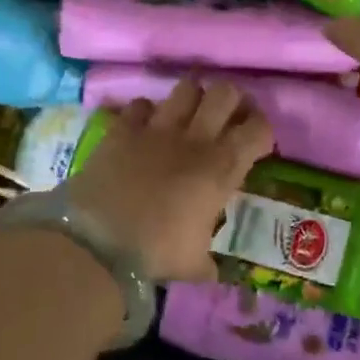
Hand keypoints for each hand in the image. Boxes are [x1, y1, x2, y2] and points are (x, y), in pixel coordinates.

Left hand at [61, 79, 273, 283]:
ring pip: (186, 87)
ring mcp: (158, 128)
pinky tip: (145, 128)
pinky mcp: (123, 128)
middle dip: (232, 100)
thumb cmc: (156, 253)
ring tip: (188, 114)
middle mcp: (196, 138)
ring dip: (192, 98)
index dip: (261, 131)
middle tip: (227, 117)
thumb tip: (213, 271)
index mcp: (221, 168)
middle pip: (226, 93)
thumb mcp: (193, 264)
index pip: (259, 129)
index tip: (255, 143)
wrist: (98, 243)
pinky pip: (141, 104)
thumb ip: (208, 261)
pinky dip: (146, 113)